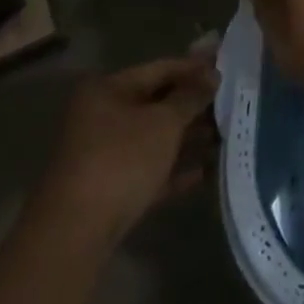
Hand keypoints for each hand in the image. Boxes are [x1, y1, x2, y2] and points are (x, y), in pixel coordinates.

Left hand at [36, 55, 217, 238]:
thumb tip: (212, 75)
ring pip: (153, 139)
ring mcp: (102, 157)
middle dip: (193, 106)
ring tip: (223, 138)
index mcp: (108, 91)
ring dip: (187, 139)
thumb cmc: (120, 161)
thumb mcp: (164, 122)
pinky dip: (173, 170)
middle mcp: (101, 118)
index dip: (194, 68)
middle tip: (230, 104)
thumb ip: (191, 96)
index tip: (225, 68)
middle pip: (156, 104)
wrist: (74, 236)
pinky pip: (147, 171)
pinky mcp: (107, 192)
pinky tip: (204, 172)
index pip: (159, 69)